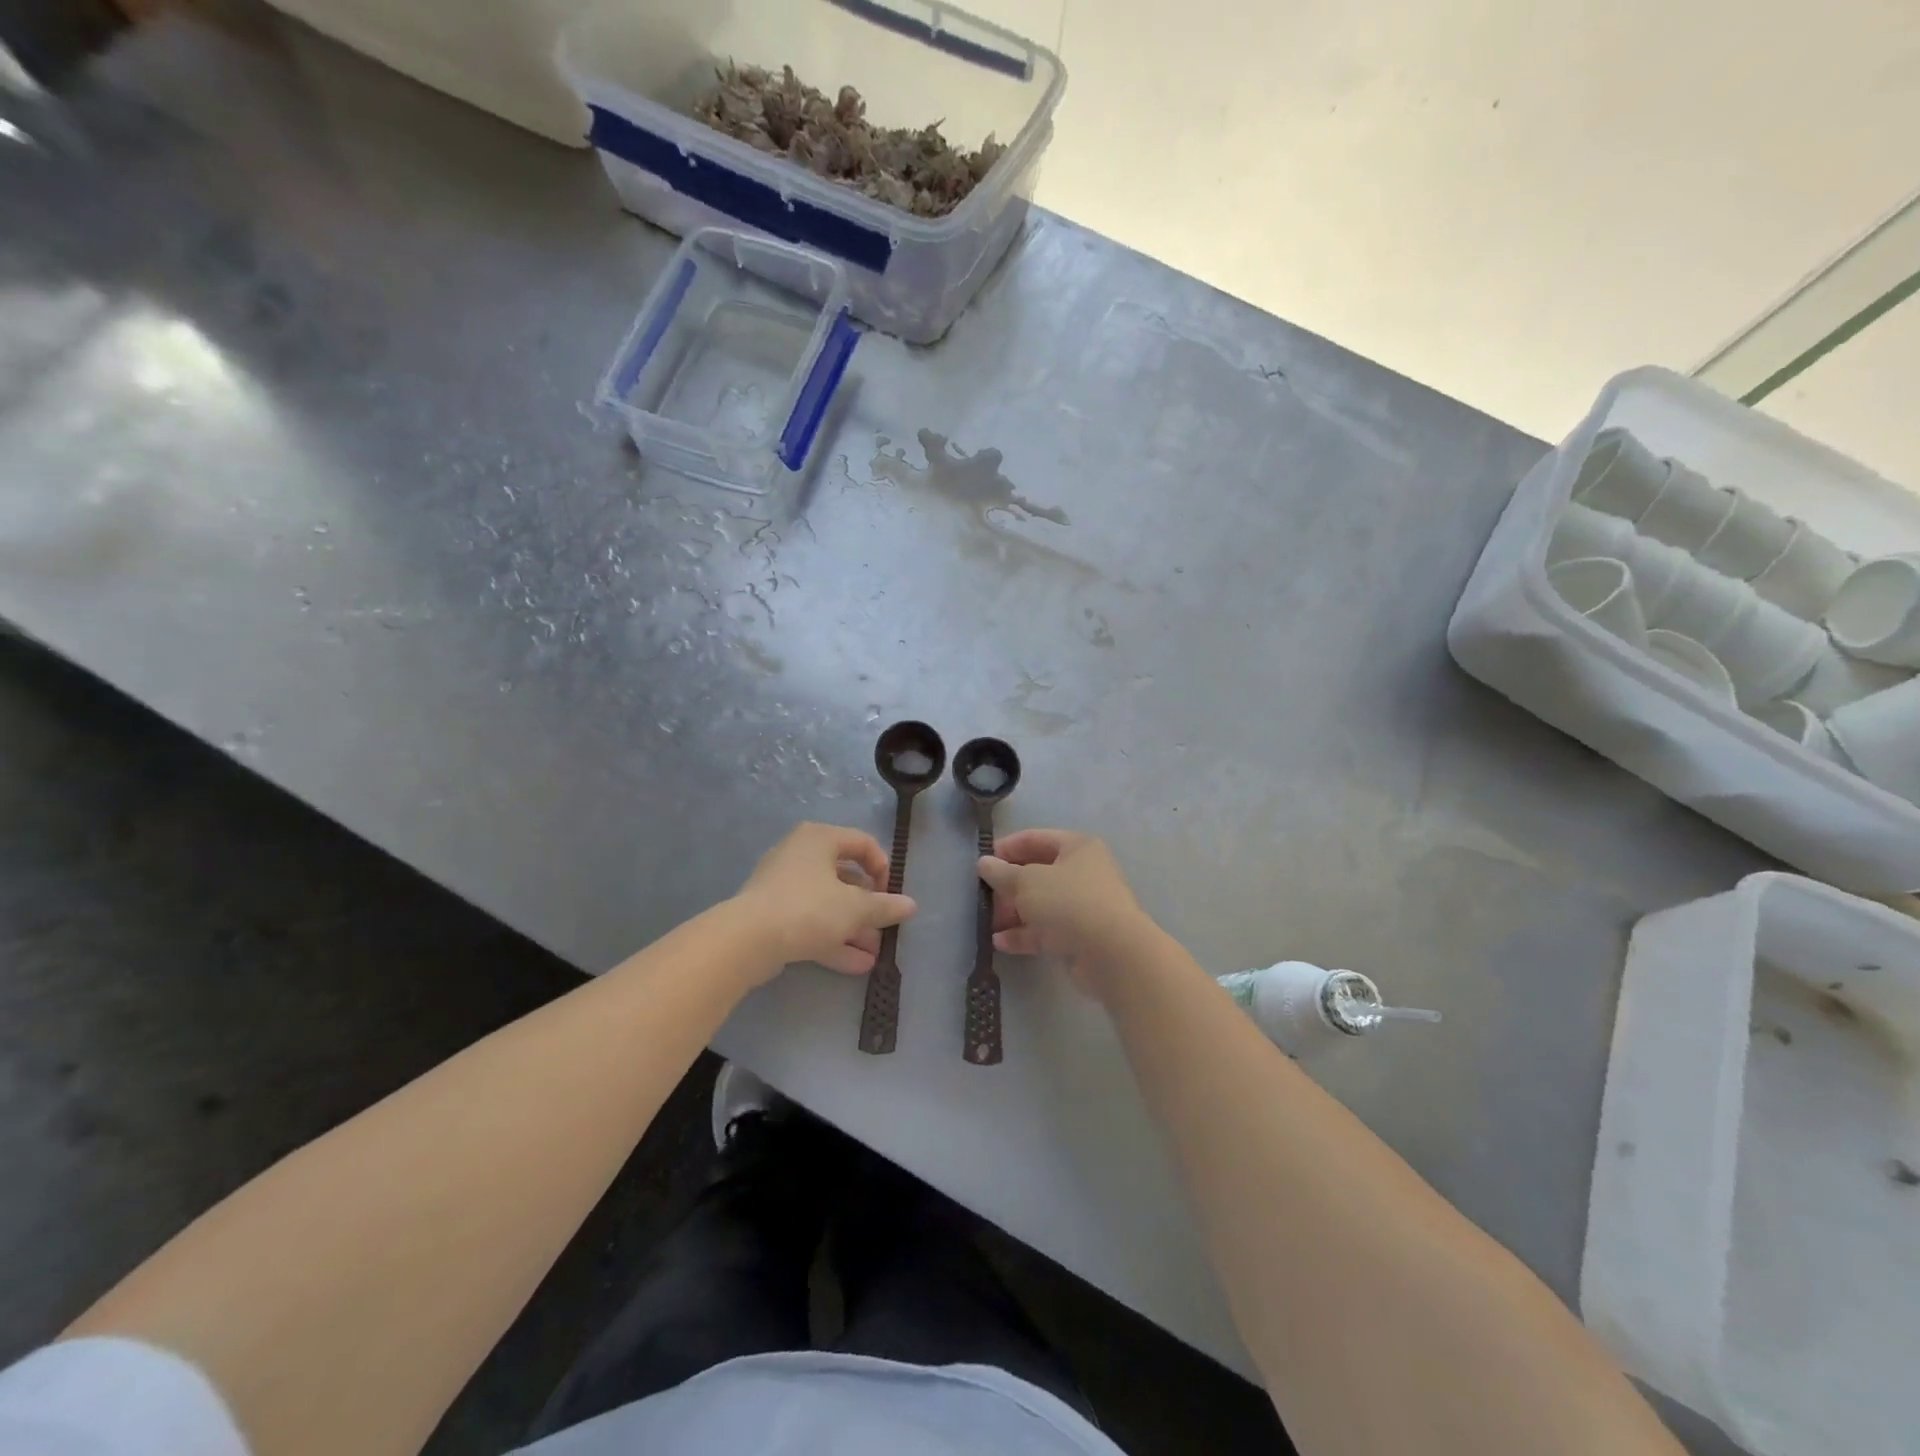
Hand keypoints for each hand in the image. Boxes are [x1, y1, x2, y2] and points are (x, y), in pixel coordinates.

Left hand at [733, 822, 915, 982]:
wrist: (747, 940)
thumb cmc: (808, 908)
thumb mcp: (855, 908)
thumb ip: (885, 906)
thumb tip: (910, 906)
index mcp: (819, 839)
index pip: (862, 843)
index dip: (883, 868)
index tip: (891, 894)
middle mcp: (800, 855)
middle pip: (845, 877)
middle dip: (868, 908)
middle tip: (884, 929)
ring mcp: (783, 886)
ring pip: (828, 904)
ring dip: (854, 928)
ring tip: (875, 954)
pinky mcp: (773, 916)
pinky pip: (810, 922)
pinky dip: (833, 939)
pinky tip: (856, 965)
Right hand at [977, 829, 1152, 992]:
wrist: (1112, 954)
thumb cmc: (1068, 902)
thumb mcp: (1027, 882)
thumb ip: (1002, 873)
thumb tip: (984, 863)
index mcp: (1077, 848)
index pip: (1036, 839)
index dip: (1007, 848)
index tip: (982, 862)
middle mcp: (1083, 873)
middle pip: (1038, 873)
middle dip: (1008, 885)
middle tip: (984, 896)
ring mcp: (1083, 906)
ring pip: (1041, 904)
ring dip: (1014, 912)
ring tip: (988, 922)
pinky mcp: (1081, 937)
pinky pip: (1047, 930)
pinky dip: (1024, 934)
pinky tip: (1000, 942)